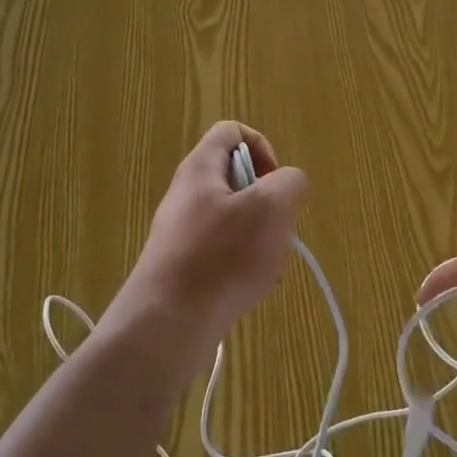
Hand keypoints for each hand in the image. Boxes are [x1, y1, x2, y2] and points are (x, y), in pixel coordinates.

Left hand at [105, 122, 307, 378]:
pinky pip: (222, 252)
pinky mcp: (182, 266)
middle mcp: (186, 194)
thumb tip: (288, 184)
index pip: (232, 131)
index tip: (276, 184)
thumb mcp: (271, 207)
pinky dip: (243, 265)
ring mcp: (181, 232)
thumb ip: (290, 182)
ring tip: (264, 266)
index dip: (263, 148)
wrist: (167, 324)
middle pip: (238, 180)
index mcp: (200, 168)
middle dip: (268, 203)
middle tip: (274, 229)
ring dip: (260, 239)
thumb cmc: (221, 257)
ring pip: (235, 220)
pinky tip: (248, 289)